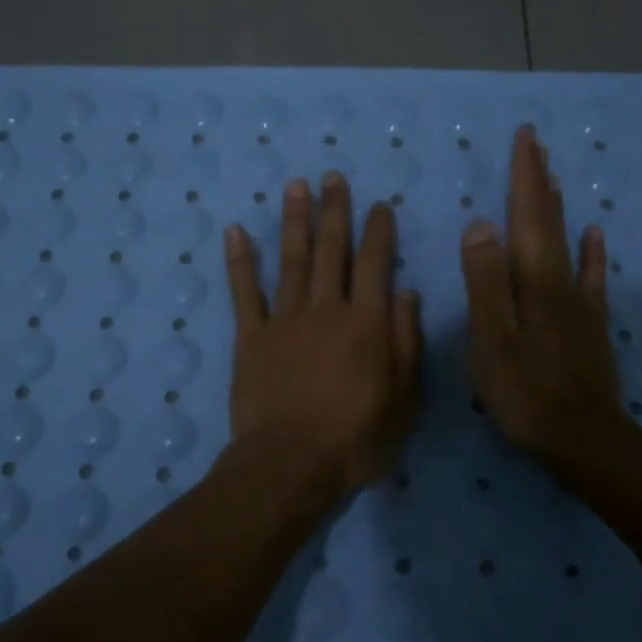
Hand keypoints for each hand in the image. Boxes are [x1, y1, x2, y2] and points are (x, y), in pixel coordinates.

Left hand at [225, 173, 422, 491]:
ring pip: (291, 260)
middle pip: (331, 250)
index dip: (378, 232)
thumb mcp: (403, 399)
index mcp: (365, 323)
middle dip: (334, 211)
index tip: (379, 205)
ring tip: (294, 185)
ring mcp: (284, 320)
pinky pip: (244, 293)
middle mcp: (325, 309)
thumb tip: (407, 294)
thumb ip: (406, 343)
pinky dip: (238, 262)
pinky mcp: (250, 337)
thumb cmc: (356, 439)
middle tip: (332, 177)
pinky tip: (234, 232)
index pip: (374, 264)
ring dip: (293, 221)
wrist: (290, 464)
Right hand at [460, 124, 625, 466]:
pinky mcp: (590, 324)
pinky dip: (591, 251)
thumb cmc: (525, 391)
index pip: (526, 216)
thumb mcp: (491, 338)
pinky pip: (591, 277)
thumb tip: (481, 224)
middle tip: (536, 144)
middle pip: (547, 221)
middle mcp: (558, 281)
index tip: (526, 139)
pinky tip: (593, 234)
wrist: (582, 438)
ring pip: (567, 242)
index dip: (524, 177)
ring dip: (558, 207)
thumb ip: (485, 281)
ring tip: (554, 177)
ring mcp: (578, 302)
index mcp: (531, 280)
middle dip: (539, 180)